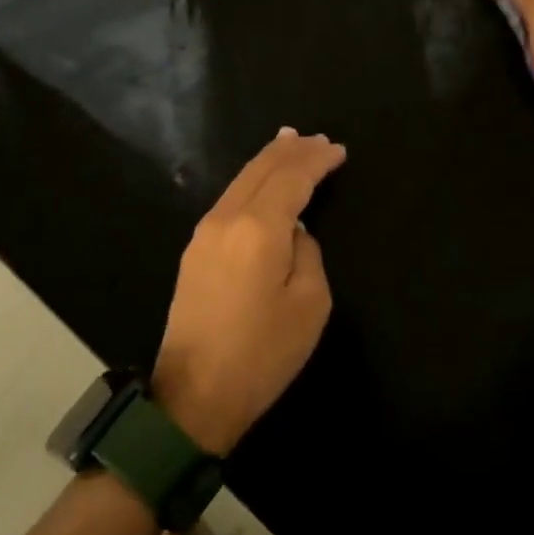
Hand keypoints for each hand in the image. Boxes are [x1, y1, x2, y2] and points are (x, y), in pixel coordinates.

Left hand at [152, 130, 347, 454]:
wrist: (194, 395)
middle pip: (261, 170)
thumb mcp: (309, 304)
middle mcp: (227, 218)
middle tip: (318, 139)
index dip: (317, 161)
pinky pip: (229, 199)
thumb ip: (307, 253)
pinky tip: (260, 181)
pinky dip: (251, 181)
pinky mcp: (194, 250)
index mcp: (259, 228)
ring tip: (289, 144)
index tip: (339, 150)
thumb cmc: (262, 353)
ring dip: (268, 162)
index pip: (292, 178)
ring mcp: (204, 233)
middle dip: (291, 151)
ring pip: (240, 181)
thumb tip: (294, 232)